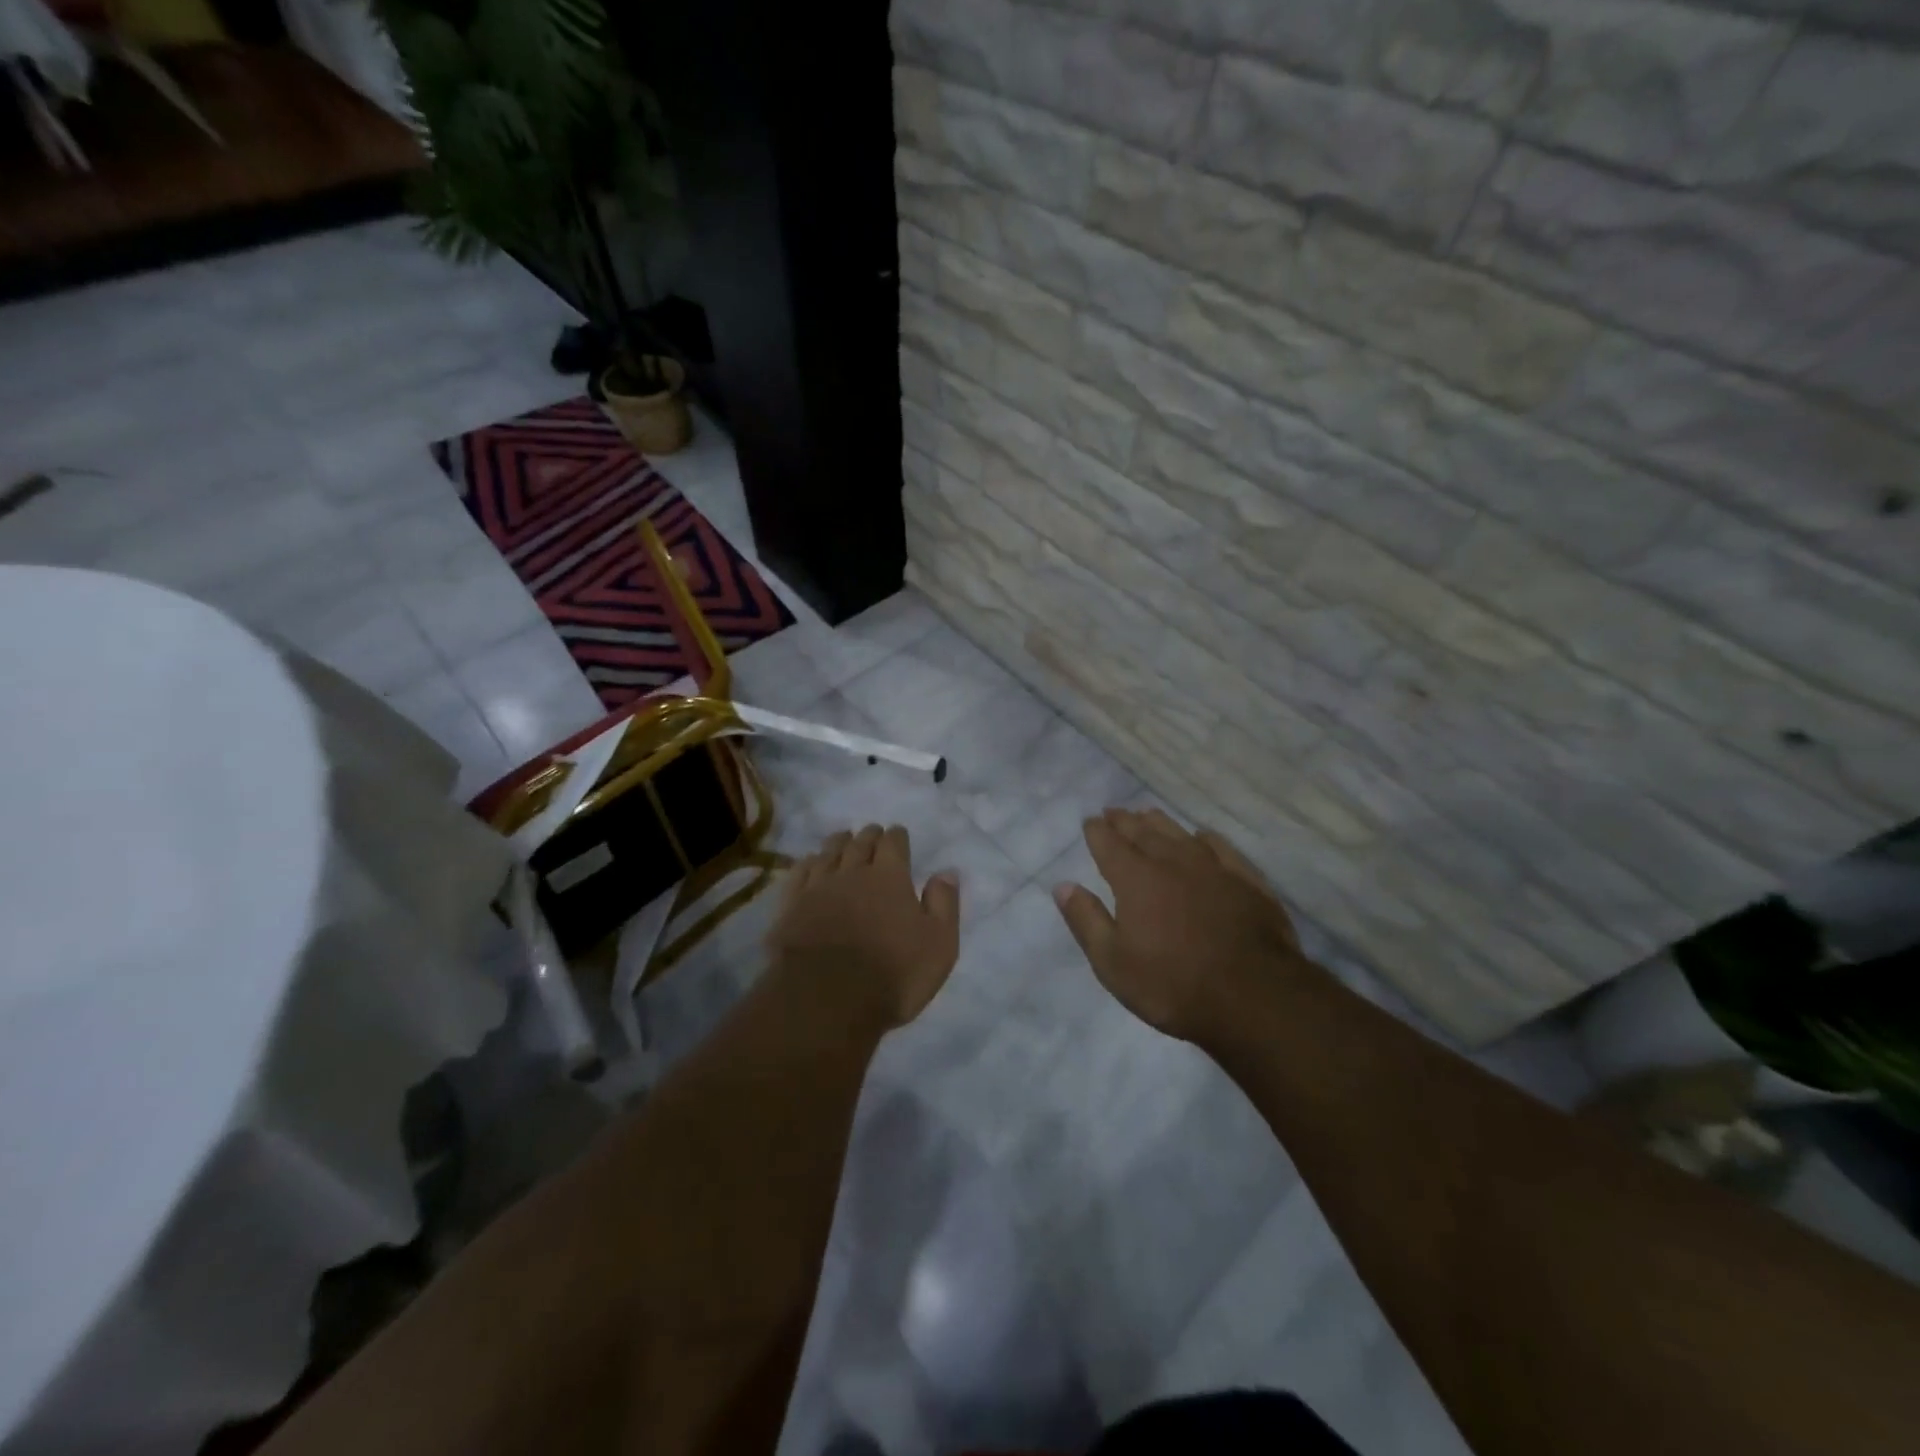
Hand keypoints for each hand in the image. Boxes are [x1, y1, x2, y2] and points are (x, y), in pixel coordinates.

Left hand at [768, 823, 960, 1029]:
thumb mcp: (938, 944)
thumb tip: (946, 872)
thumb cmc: (893, 974)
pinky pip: (799, 873)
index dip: (897, 836)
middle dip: (869, 836)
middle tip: (872, 833)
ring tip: (842, 838)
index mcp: (890, 878)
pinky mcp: (790, 907)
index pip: (894, 843)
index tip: (898, 834)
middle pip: (860, 843)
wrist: (827, 1000)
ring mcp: (817, 888)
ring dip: (838, 843)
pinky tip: (810, 863)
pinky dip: (808, 863)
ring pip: (828, 853)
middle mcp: (852, 873)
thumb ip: (944, 904)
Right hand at [1054, 807, 1310, 1041]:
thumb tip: (1062, 885)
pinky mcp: (1247, 882)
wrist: (1253, 996)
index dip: (1097, 831)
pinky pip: (1222, 848)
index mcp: (1135, 879)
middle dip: (1124, 821)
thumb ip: (1086, 920)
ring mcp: (1213, 868)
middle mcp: (1172, 862)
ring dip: (1160, 822)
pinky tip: (1203, 836)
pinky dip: (1207, 838)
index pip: (1109, 844)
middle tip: (1114, 811)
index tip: (1090, 822)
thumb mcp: (1112, 962)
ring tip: (1148, 814)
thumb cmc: (1172, 984)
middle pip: (1143, 832)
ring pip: (1180, 834)